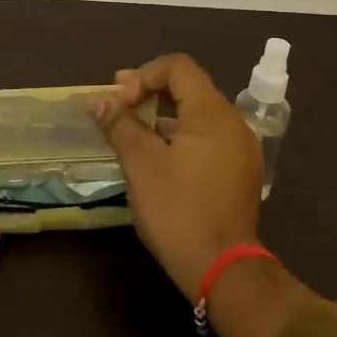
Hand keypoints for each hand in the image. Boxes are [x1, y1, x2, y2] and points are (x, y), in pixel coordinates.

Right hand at [91, 55, 313, 336]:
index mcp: (212, 113)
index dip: (143, 75)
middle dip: (149, 92)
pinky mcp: (239, 173)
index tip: (120, 101)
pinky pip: (207, 139)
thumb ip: (119, 124)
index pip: (178, 67)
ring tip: (132, 134)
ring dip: (162, 115)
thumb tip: (96, 100)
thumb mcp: (140, 163)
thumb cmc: (177, 209)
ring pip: (197, 115)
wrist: (222, 269)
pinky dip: (180, 136)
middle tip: (117, 108)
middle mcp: (233, 123)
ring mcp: (240, 150)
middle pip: (189, 88)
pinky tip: (157, 158)